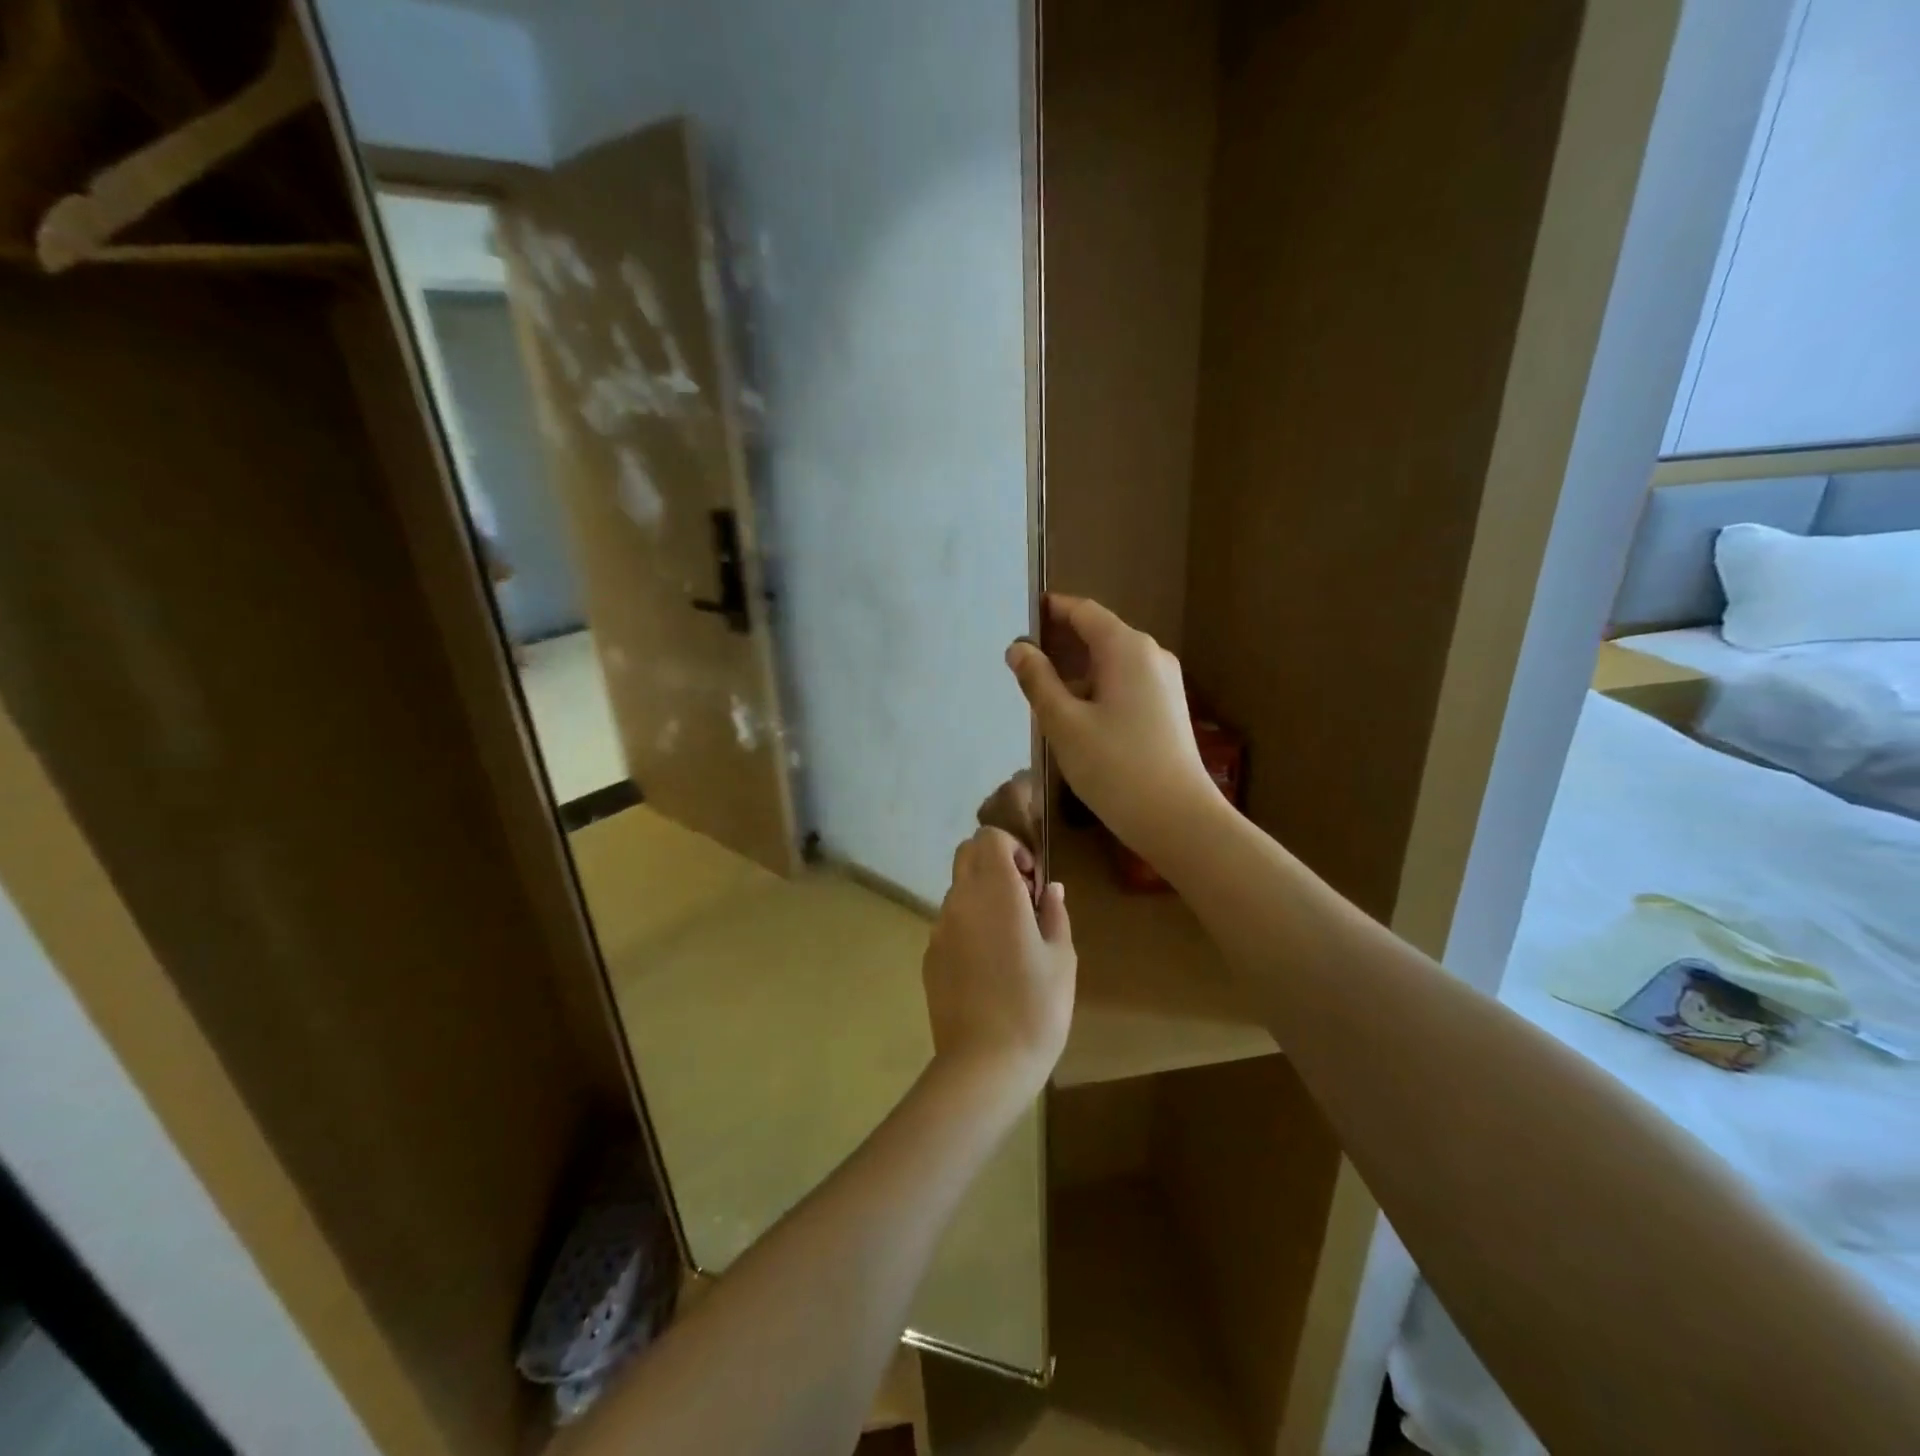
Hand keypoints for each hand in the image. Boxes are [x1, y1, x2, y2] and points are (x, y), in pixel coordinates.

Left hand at [922, 828, 1074, 1103]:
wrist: (985, 1064)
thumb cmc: (1035, 1007)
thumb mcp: (1061, 958)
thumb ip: (1054, 914)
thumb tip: (1050, 889)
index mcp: (995, 892)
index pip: (989, 837)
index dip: (1013, 848)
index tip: (1032, 880)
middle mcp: (960, 900)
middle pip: (967, 854)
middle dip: (994, 863)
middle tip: (1022, 900)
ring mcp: (939, 928)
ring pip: (956, 890)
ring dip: (981, 896)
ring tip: (1008, 939)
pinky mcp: (929, 956)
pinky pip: (949, 923)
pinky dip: (967, 926)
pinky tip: (987, 967)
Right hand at [1005, 594, 1219, 856]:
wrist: (1177, 818)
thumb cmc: (1115, 766)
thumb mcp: (1064, 723)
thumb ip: (1037, 680)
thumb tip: (1018, 648)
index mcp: (1127, 648)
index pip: (1083, 611)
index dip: (1050, 611)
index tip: (1019, 619)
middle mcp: (1150, 655)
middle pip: (1098, 634)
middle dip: (1059, 644)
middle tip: (1021, 662)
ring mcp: (1164, 682)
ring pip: (1110, 662)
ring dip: (1076, 671)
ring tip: (1040, 693)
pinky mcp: (1167, 708)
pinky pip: (1124, 683)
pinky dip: (1096, 689)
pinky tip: (1074, 716)